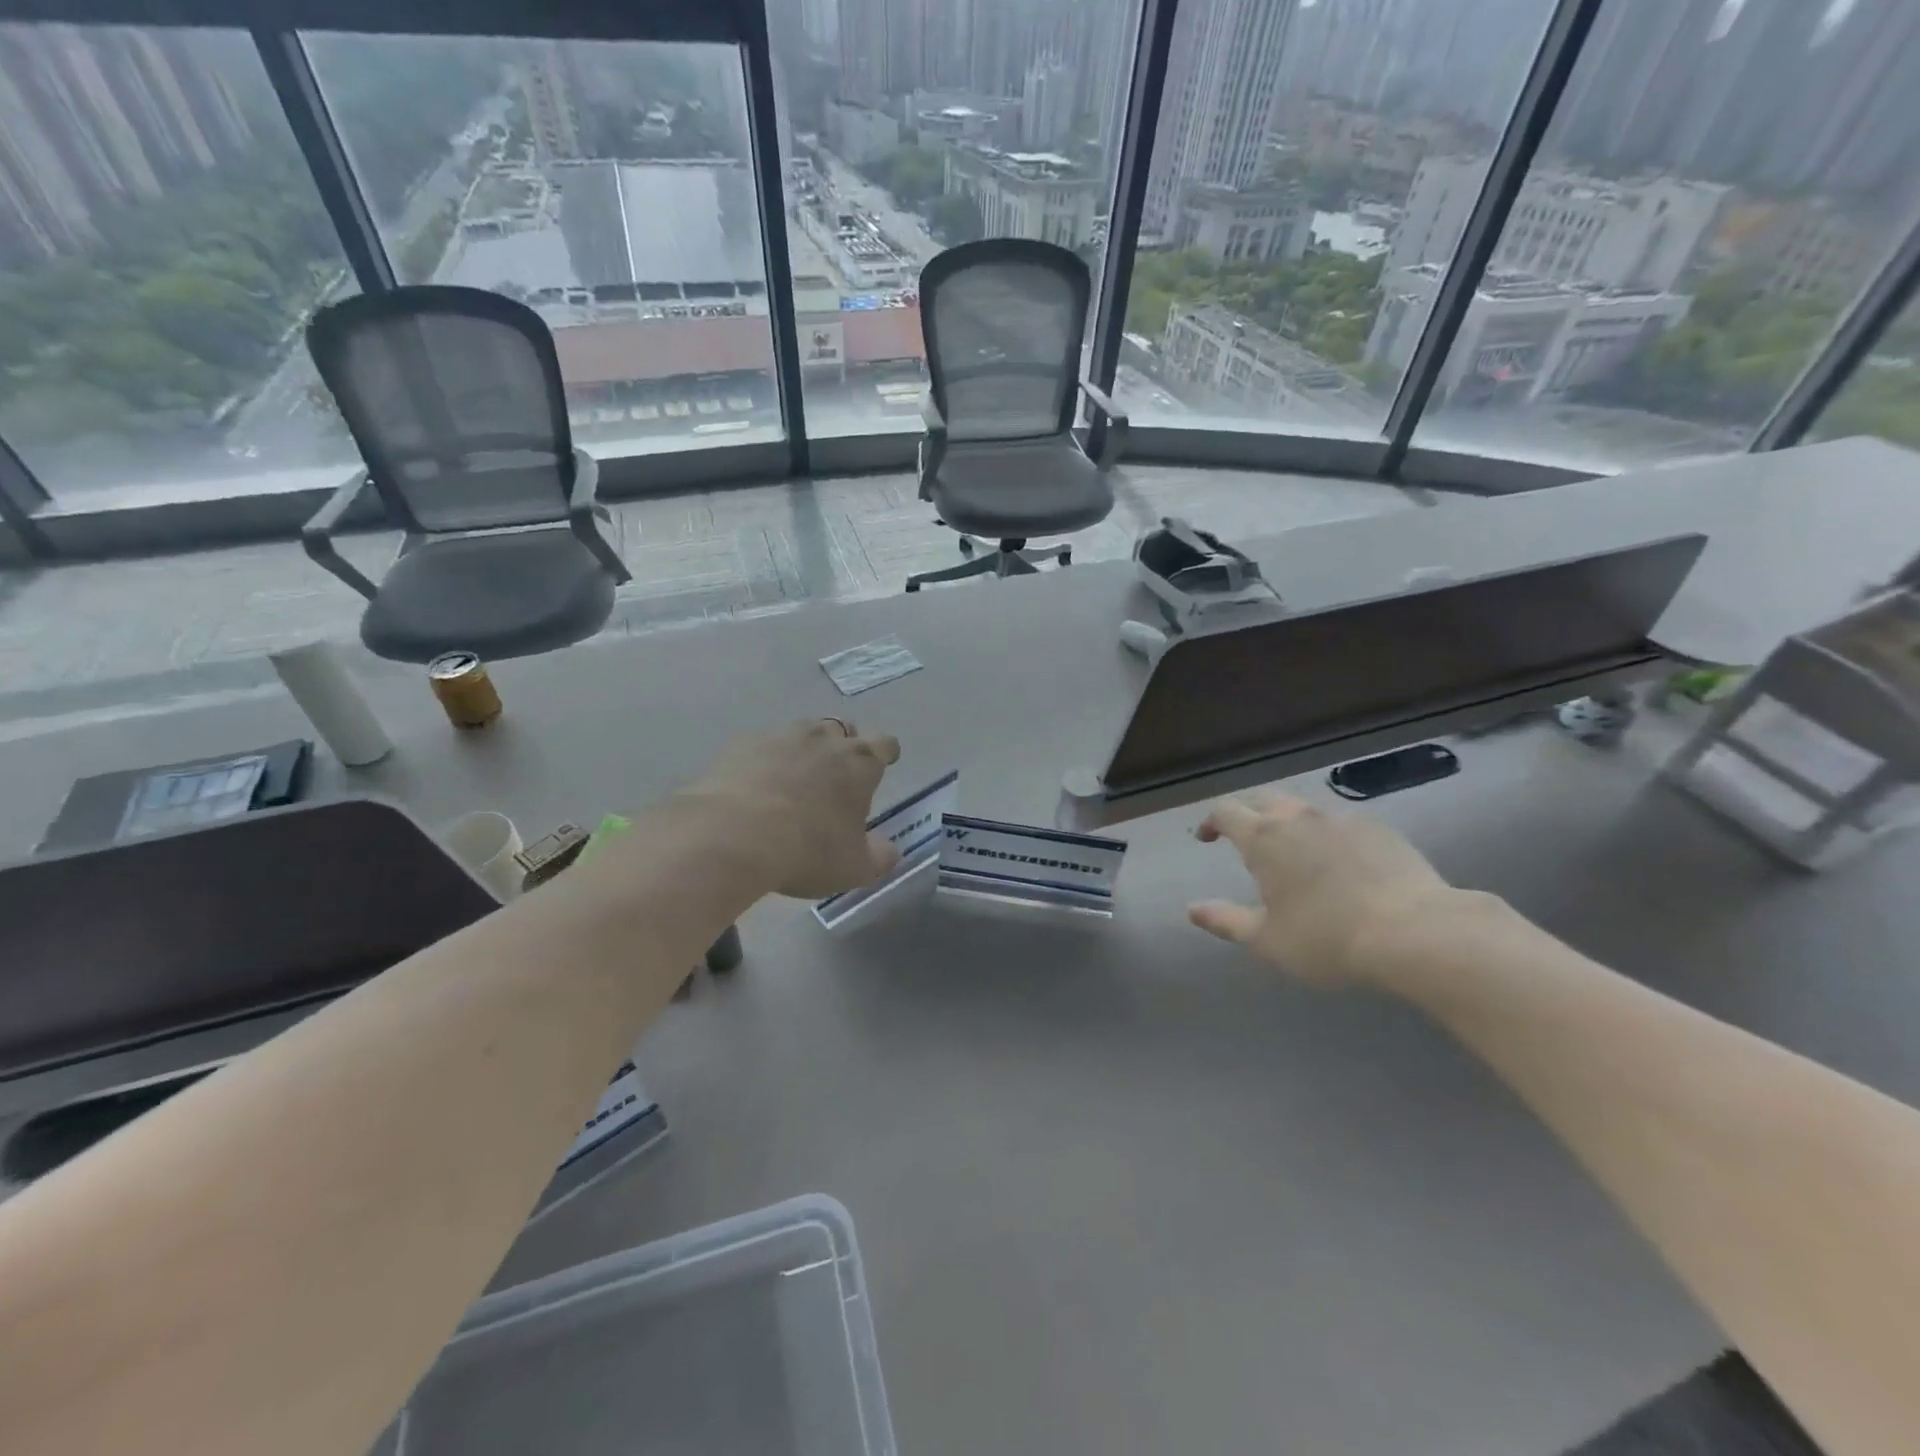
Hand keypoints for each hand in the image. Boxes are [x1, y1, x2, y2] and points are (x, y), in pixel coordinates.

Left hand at [682, 719, 902, 899]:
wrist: (733, 835)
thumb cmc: (807, 850)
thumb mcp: (854, 868)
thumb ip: (879, 857)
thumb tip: (891, 851)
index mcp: (860, 764)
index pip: (885, 745)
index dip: (885, 755)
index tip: (881, 768)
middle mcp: (824, 739)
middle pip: (843, 729)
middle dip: (843, 747)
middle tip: (835, 777)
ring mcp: (782, 737)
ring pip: (803, 732)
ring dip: (805, 749)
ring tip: (794, 779)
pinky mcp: (744, 744)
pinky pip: (763, 745)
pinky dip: (765, 760)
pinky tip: (755, 786)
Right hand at [1188, 792, 1454, 984]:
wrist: (1414, 931)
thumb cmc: (1327, 938)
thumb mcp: (1266, 939)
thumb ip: (1225, 920)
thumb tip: (1191, 909)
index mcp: (1263, 838)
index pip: (1225, 812)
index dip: (1211, 822)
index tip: (1207, 839)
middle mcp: (1298, 818)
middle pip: (1263, 799)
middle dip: (1248, 814)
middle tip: (1245, 838)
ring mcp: (1341, 818)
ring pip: (1303, 808)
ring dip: (1288, 821)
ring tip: (1293, 849)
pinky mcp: (1378, 828)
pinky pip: (1340, 821)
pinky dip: (1327, 833)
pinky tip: (1339, 860)